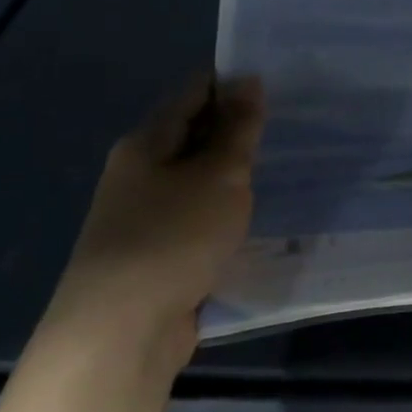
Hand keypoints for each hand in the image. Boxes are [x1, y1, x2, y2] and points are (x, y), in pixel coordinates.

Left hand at [44, 72, 265, 364]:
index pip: (194, 93)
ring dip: (233, 172)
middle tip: (292, 122)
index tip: (280, 82)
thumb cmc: (173, 237)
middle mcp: (138, 173)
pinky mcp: (155, 253)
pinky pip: (197, 215)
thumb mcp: (219, 174)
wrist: (119, 332)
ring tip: (284, 165)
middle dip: (238, 127)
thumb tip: (247, 79)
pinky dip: (224, 208)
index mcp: (146, 143)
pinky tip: (255, 214)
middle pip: (193, 134)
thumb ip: (238, 128)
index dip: (234, 83)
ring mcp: (142, 215)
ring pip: (197, 178)